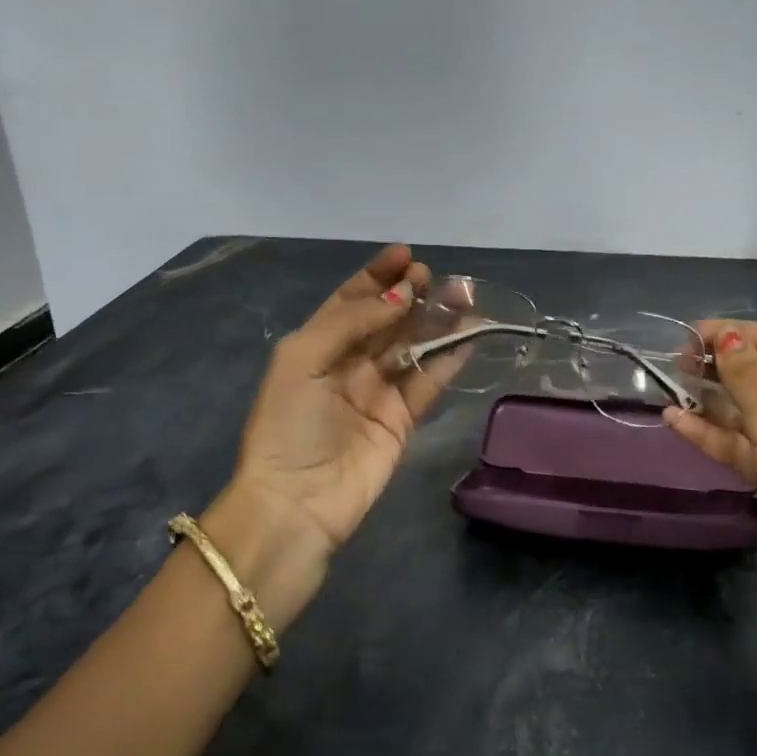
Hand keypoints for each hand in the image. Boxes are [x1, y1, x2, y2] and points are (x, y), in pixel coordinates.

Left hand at [205, 246, 450, 623]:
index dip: (377, 276)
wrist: (298, 501)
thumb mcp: (303, 359)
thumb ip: (352, 322)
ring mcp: (378, 391)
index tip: (406, 254)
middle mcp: (349, 363)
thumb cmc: (288, 424)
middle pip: (387, 320)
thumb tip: (401, 297)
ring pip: (414, 346)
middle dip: (411, 293)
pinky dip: (449, 358)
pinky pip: (429, 381)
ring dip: (436, 321)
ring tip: (463, 297)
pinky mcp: (403, 419)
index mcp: (317, 345)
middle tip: (436, 277)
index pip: (351, 301)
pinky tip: (467, 336)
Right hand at [666, 321, 756, 636]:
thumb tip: (725, 336)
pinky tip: (677, 421)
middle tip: (677, 362)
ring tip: (670, 386)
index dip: (738, 336)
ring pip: (754, 411)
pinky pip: (749, 443)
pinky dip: (717, 434)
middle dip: (724, 368)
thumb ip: (747, 378)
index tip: (691, 336)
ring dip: (714, 401)